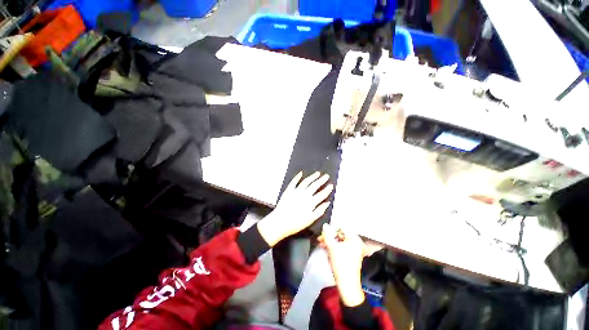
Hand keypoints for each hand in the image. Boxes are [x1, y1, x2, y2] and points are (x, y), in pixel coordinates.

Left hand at [257, 172, 333, 246]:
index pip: (321, 194)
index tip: (331, 185)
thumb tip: (327, 203)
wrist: (280, 222)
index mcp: (311, 202)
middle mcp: (305, 194)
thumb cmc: (296, 223)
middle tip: (326, 176)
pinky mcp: (289, 190)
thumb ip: (319, 211)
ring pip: (306, 182)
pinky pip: (294, 182)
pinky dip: (297, 177)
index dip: (327, 189)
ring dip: (312, 177)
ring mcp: (296, 191)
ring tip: (317, 173)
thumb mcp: (310, 220)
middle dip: (321, 180)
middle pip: (315, 185)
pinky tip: (301, 173)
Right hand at [318, 224, 380, 306]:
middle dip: (330, 236)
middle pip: (340, 234)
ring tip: (321, 244)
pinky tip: (326, 249)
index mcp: (354, 238)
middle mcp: (356, 242)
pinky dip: (334, 247)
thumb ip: (327, 234)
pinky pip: (342, 247)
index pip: (342, 228)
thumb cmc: (340, 263)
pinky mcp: (351, 256)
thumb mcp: (332, 246)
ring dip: (330, 242)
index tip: (323, 232)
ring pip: (340, 241)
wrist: (347, 283)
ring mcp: (354, 250)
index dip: (332, 229)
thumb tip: (325, 225)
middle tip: (320, 238)